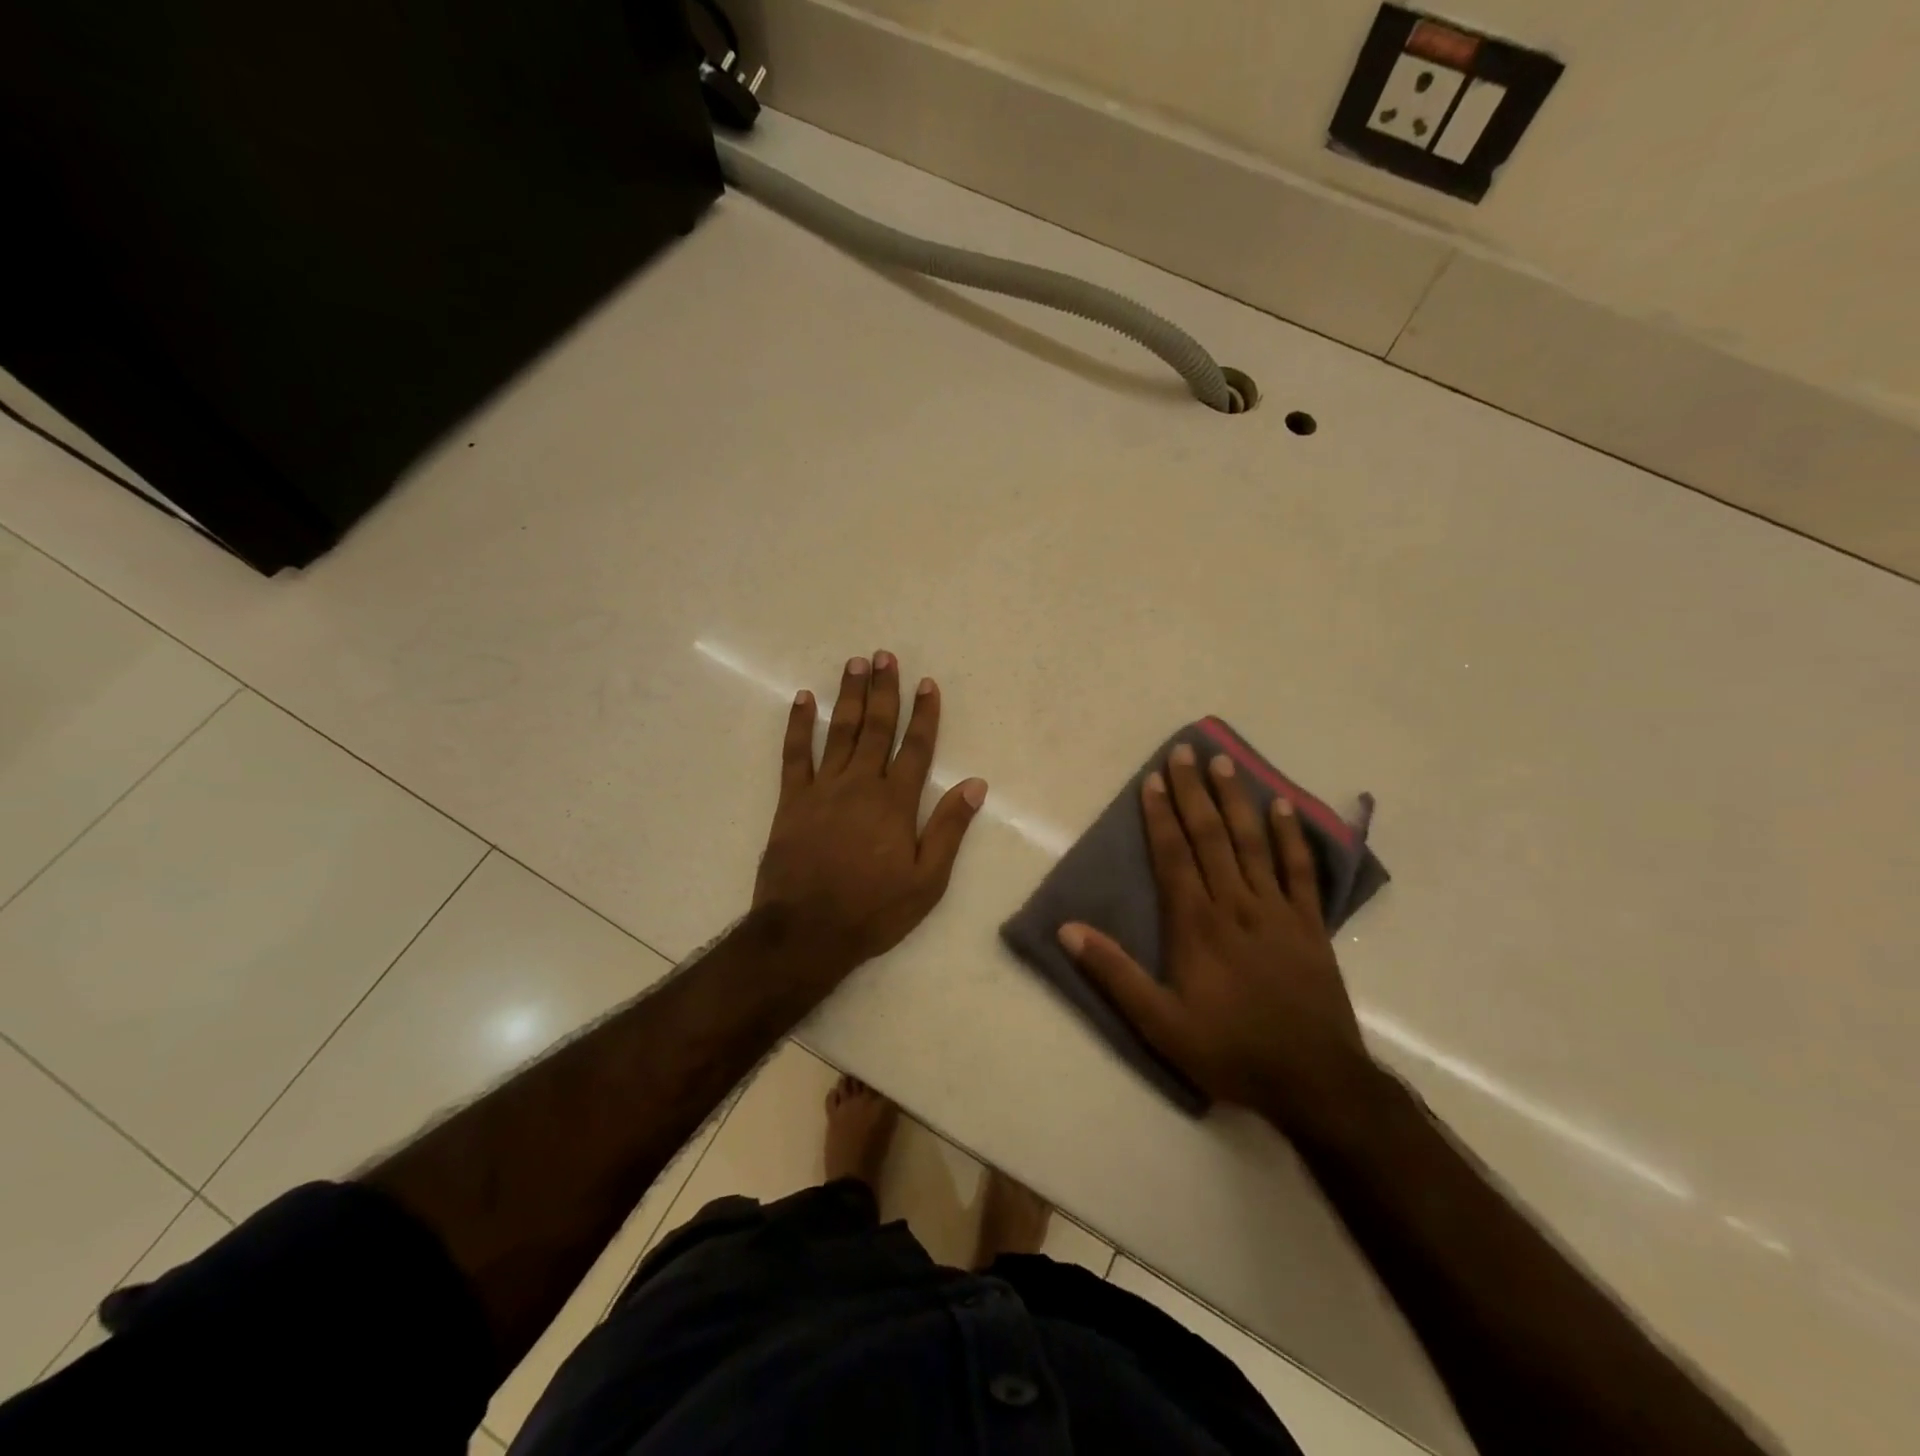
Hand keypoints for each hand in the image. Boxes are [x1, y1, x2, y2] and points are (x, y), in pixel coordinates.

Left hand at [754, 652, 987, 971]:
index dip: (924, 714)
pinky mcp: (791, 801)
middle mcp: (860, 785)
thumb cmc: (873, 910)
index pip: (916, 747)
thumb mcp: (927, 881)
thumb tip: (975, 784)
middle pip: (876, 728)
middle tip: (884, 656)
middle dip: (883, 690)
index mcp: (895, 802)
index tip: (927, 683)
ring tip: (854, 664)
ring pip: (839, 732)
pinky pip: (794, 754)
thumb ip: (949, 828)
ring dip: (848, 696)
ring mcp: (823, 789)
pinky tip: (802, 699)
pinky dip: (798, 725)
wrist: (806, 932)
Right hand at [1057, 743, 1372, 1130]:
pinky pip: (1301, 871)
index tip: (1153, 780)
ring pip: (1253, 843)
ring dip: (1237, 801)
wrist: (1315, 1082)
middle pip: (1211, 837)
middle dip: (1194, 792)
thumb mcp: (1159, 1023)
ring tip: (1226, 764)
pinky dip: (1293, 837)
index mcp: (1197, 924)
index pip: (1174, 856)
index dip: (1160, 816)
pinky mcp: (1310, 925)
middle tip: (1186, 751)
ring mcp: (1277, 911)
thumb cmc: (1230, 1050)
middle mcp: (1236, 904)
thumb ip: (1114, 973)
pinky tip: (1285, 808)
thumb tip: (1066, 929)